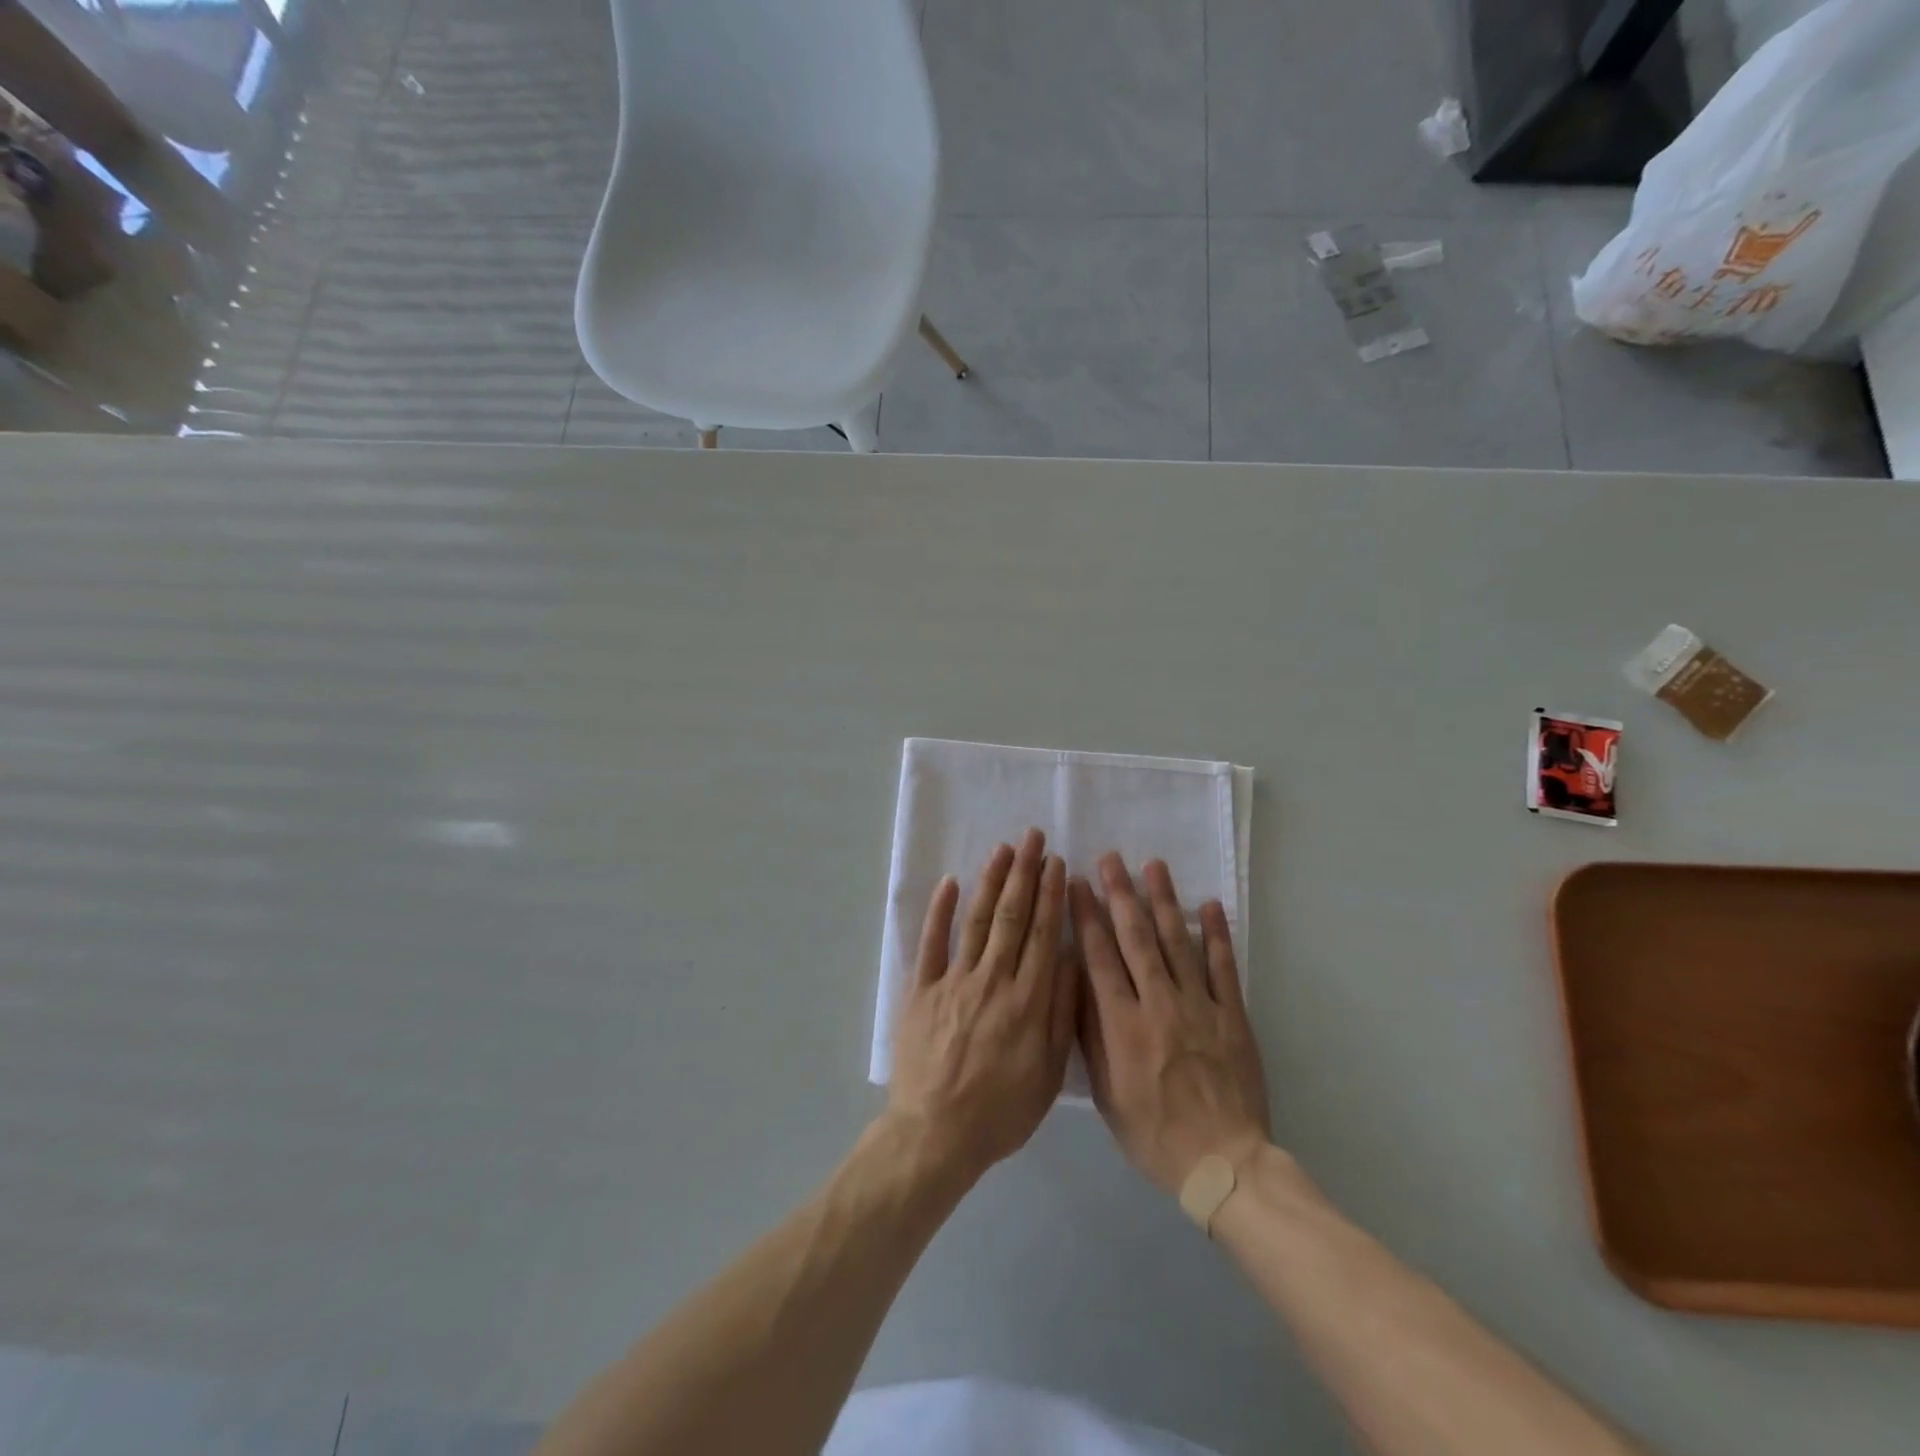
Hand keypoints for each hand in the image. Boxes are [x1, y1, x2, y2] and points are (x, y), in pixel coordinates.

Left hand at [888, 828, 1078, 1182]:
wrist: (936, 1134)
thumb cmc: (1000, 1111)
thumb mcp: (1048, 1073)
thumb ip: (1061, 1013)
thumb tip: (1070, 958)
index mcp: (1028, 1000)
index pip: (1043, 934)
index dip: (1051, 895)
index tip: (1057, 862)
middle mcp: (993, 979)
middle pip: (1012, 916)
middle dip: (1025, 873)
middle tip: (1032, 837)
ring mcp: (954, 981)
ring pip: (977, 920)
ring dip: (991, 881)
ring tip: (1003, 849)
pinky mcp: (921, 990)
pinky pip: (931, 943)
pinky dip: (940, 911)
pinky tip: (950, 883)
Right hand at [1071, 853, 1270, 1195]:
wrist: (1224, 1163)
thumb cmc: (1154, 1133)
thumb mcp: (1106, 1093)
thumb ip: (1091, 1036)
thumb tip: (1077, 984)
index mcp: (1123, 1024)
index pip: (1099, 957)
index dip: (1086, 917)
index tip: (1077, 884)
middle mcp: (1159, 1004)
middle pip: (1136, 938)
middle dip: (1121, 895)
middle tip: (1110, 859)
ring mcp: (1200, 1005)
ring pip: (1177, 942)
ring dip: (1164, 901)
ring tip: (1153, 866)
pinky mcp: (1232, 1015)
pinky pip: (1223, 967)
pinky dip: (1216, 934)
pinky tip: (1209, 905)